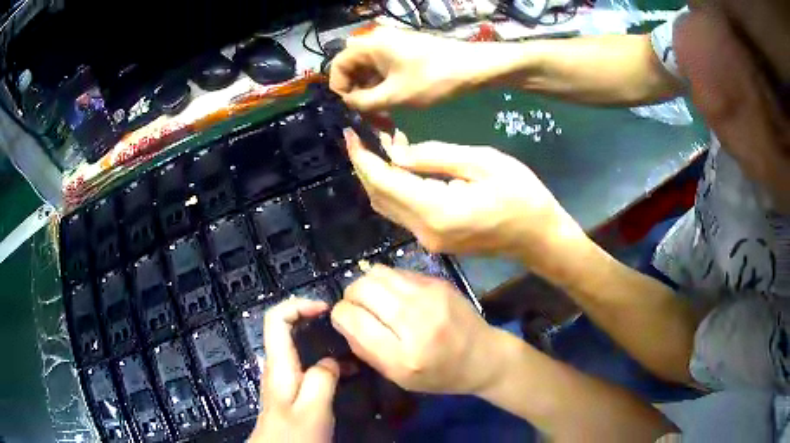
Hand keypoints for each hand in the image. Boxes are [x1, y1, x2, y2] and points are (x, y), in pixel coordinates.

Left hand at [249, 299, 339, 442]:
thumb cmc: (295, 433)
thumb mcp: (313, 407)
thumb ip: (323, 378)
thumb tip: (331, 361)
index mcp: (279, 364)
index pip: (276, 318)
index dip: (298, 305)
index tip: (325, 309)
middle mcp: (277, 366)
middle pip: (285, 327)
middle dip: (311, 318)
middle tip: (341, 323)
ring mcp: (284, 378)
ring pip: (298, 346)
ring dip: (321, 339)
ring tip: (349, 344)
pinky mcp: (292, 390)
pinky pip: (306, 364)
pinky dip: (325, 359)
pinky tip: (346, 370)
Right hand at [329, 27, 476, 110]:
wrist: (473, 67)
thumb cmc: (433, 79)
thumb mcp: (394, 96)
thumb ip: (363, 102)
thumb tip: (348, 103)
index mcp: (369, 45)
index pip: (337, 65)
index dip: (339, 89)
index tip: (351, 109)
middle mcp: (376, 41)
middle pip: (352, 68)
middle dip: (356, 93)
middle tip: (367, 116)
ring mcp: (391, 45)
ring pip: (368, 71)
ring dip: (370, 92)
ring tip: (381, 115)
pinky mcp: (403, 51)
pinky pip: (383, 68)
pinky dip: (382, 86)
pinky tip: (391, 103)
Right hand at [331, 265, 499, 394]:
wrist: (483, 357)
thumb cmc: (440, 375)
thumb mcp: (398, 377)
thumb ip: (365, 349)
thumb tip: (343, 319)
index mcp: (403, 355)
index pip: (352, 318)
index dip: (340, 316)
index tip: (345, 321)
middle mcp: (416, 320)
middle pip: (362, 288)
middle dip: (350, 297)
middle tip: (357, 309)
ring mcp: (430, 296)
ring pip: (376, 273)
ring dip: (366, 285)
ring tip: (374, 300)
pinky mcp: (438, 281)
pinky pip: (397, 271)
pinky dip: (387, 282)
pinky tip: (395, 296)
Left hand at [345, 129, 584, 269]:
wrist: (539, 238)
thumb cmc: (522, 195)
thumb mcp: (484, 162)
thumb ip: (436, 157)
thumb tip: (397, 154)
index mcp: (437, 210)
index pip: (384, 182)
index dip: (362, 157)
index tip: (350, 134)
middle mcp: (424, 230)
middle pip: (379, 196)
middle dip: (365, 165)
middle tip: (362, 136)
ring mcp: (428, 240)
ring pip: (387, 206)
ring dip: (378, 176)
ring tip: (382, 145)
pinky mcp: (434, 240)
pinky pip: (403, 212)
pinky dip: (395, 189)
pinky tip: (402, 166)